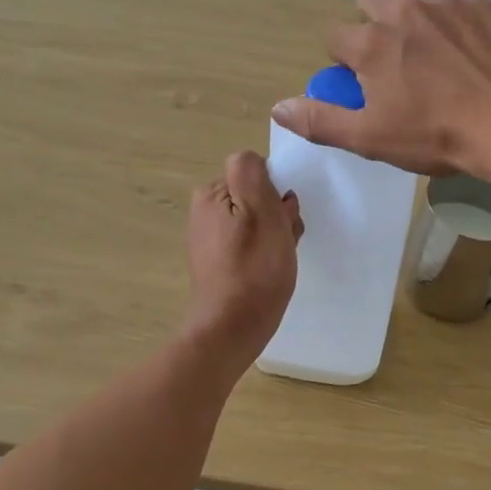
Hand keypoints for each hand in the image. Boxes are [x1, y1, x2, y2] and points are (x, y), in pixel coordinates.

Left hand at [186, 151, 301, 358]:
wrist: (232, 328)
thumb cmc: (254, 269)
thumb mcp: (261, 211)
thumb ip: (252, 174)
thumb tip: (252, 161)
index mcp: (212, 193)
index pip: (257, 174)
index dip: (277, 193)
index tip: (285, 218)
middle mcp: (205, 211)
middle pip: (257, 197)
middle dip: (278, 215)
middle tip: (284, 242)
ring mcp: (210, 238)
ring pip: (258, 221)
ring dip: (277, 235)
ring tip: (280, 260)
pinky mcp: (218, 262)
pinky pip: (250, 244)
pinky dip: (266, 253)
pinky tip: (271, 272)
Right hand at [271, 0, 490, 176]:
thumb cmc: (434, 136)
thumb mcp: (369, 138)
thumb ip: (320, 120)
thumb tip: (278, 107)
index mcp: (371, 42)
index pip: (336, 37)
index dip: (343, 62)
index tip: (362, 85)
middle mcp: (404, 11)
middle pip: (372, 3)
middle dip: (373, 26)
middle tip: (394, 66)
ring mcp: (447, 4)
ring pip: (416, 4)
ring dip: (414, 25)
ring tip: (436, 62)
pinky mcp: (484, 7)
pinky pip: (456, 7)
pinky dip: (454, 26)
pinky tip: (469, 57)